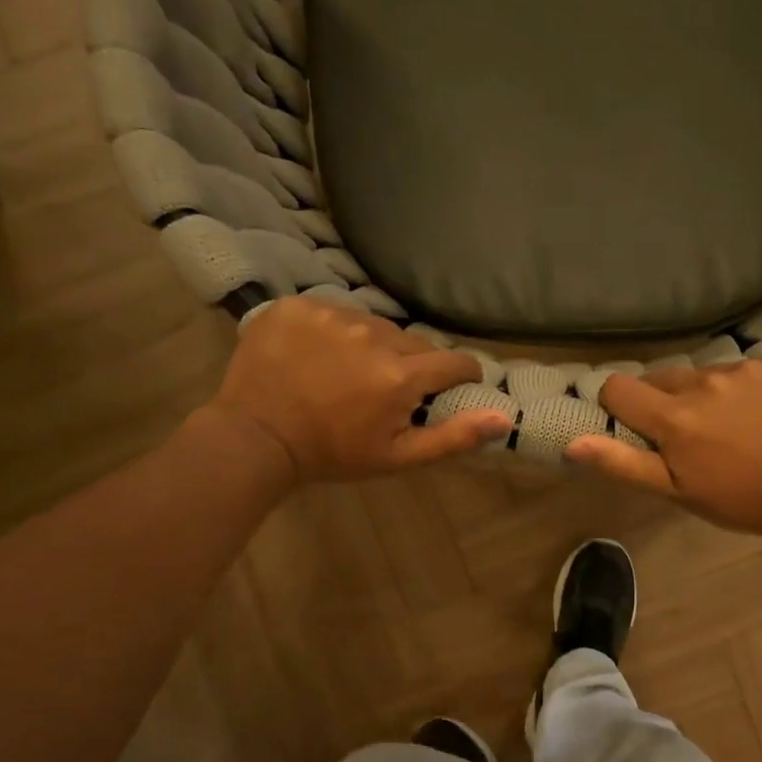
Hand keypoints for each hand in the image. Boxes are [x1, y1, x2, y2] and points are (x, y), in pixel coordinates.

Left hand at [212, 298, 511, 482]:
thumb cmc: (333, 455)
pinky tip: (317, 356)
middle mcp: (372, 335)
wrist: (256, 437)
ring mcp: (332, 314)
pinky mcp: (298, 304)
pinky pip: (334, 311)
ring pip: (374, 324)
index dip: (461, 374)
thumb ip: (454, 436)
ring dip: (372, 345)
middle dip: (411, 365)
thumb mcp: (398, 457)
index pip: (454, 360)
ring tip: (348, 373)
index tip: (452, 385)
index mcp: (400, 375)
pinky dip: (334, 331)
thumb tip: (505, 418)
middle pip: (413, 342)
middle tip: (387, 390)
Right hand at [565, 356, 761, 539]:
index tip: (632, 422)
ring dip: (710, 393)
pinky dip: (750, 388)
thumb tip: (572, 443)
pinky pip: (750, 369)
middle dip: (666, 400)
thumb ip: (623, 463)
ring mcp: (745, 368)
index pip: (620, 388)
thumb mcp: (676, 491)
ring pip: (709, 373)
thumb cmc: (740, 499)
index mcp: (673, 416)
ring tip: (736, 426)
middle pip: (664, 377)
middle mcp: (703, 381)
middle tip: (689, 434)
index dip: (617, 403)